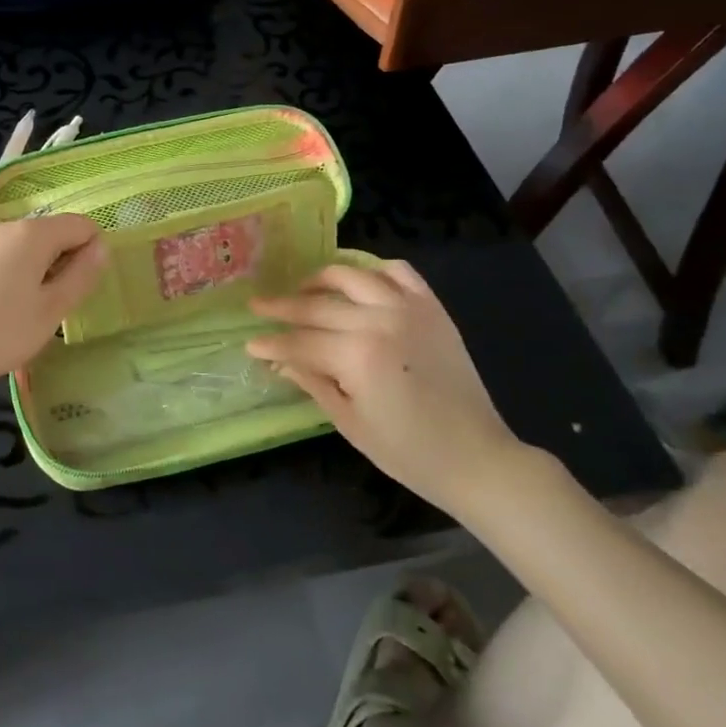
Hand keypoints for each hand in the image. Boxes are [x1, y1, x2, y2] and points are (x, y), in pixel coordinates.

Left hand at [0, 215, 106, 396]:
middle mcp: (7, 226)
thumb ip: (81, 276)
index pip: (81, 225)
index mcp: (33, 233)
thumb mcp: (50, 311)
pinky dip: (16, 274)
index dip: (93, 252)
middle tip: (58, 307)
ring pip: (28, 246)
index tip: (84, 289)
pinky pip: (5, 256)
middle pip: (53, 233)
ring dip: (40, 271)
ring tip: (31, 312)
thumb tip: (102, 247)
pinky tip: (4, 309)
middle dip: (65, 263)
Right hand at [246, 262, 526, 512]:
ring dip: (321, 279)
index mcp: (357, 356)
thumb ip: (312, 382)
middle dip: (282, 307)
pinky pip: (398, 272)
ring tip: (304, 289)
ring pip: (352, 276)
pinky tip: (359, 282)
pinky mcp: (432, 307)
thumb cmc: (407, 451)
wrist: (475, 456)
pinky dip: (374, 270)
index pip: (299, 341)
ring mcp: (408, 308)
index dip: (271, 343)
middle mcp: (379, 320)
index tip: (249, 342)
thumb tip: (278, 361)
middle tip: (258, 304)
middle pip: (317, 306)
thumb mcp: (349, 422)